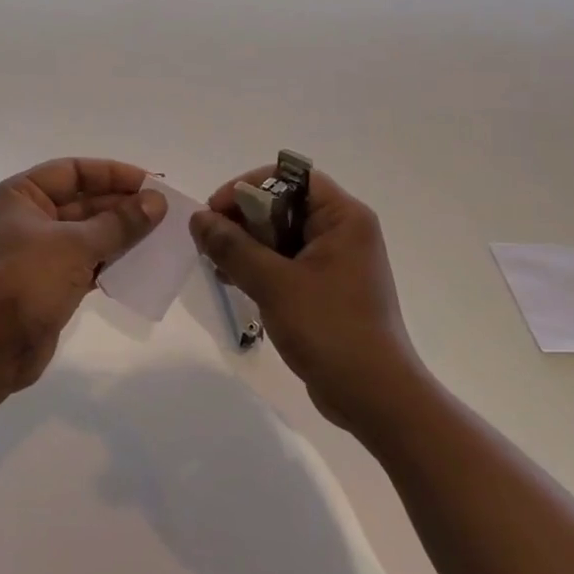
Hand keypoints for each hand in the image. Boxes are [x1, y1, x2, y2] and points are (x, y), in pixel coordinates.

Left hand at [0, 157, 165, 392]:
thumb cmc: (25, 282)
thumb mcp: (75, 246)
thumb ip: (119, 223)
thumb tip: (157, 201)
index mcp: (20, 195)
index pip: (73, 171)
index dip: (113, 174)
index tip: (152, 183)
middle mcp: (27, 217)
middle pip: (82, 201)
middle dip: (122, 205)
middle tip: (164, 212)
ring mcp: (37, 252)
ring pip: (87, 233)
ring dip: (121, 234)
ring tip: (160, 235)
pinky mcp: (49, 282)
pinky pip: (86, 262)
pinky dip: (110, 261)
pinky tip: (141, 263)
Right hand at [191, 167, 421, 437]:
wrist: (374, 396)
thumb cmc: (329, 328)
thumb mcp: (274, 283)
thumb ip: (233, 247)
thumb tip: (199, 218)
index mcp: (343, 217)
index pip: (291, 177)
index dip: (249, 186)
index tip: (216, 210)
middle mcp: (343, 231)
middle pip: (284, 205)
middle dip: (243, 218)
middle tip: (210, 242)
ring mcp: (337, 262)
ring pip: (281, 235)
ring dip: (247, 244)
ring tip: (217, 265)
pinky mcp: (328, 289)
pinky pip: (287, 263)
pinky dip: (260, 267)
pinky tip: (233, 282)